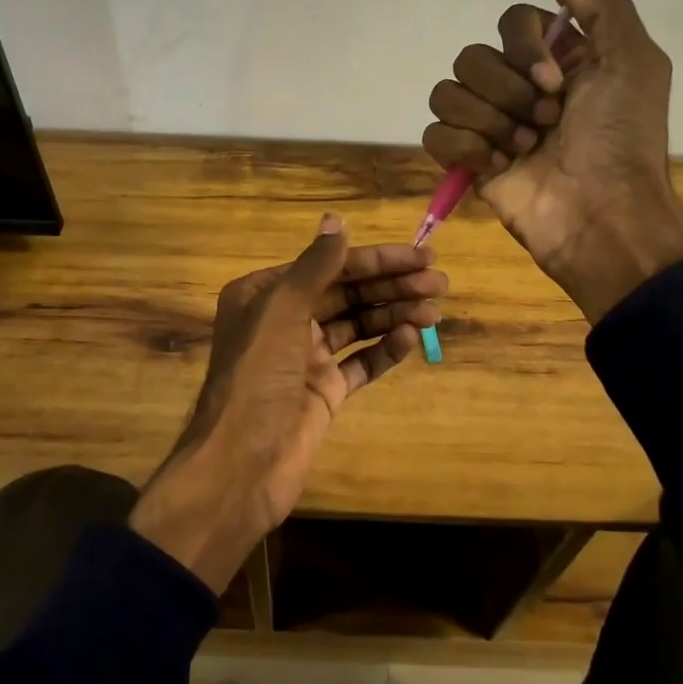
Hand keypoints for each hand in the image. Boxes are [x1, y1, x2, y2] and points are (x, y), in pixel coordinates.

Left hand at [129, 215, 446, 590]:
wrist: (242, 464)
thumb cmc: (257, 377)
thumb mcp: (282, 311)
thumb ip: (314, 265)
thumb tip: (336, 219)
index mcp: (266, 294)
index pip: (330, 266)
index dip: (377, 260)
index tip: (422, 256)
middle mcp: (285, 320)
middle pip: (347, 294)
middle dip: (393, 286)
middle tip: (441, 285)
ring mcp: (305, 358)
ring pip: (357, 326)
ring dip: (394, 315)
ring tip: (435, 311)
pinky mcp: (323, 391)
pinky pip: (360, 363)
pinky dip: (384, 350)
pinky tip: (410, 338)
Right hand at [422, 0, 682, 322]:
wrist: (602, 213)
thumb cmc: (622, 139)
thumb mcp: (637, 63)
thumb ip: (605, 12)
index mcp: (555, 61)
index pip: (511, 21)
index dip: (525, 47)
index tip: (553, 81)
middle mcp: (517, 87)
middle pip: (472, 57)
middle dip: (508, 92)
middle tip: (547, 122)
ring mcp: (489, 125)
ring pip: (447, 92)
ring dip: (489, 121)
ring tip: (525, 150)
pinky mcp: (468, 161)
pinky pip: (435, 134)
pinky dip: (465, 148)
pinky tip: (499, 167)